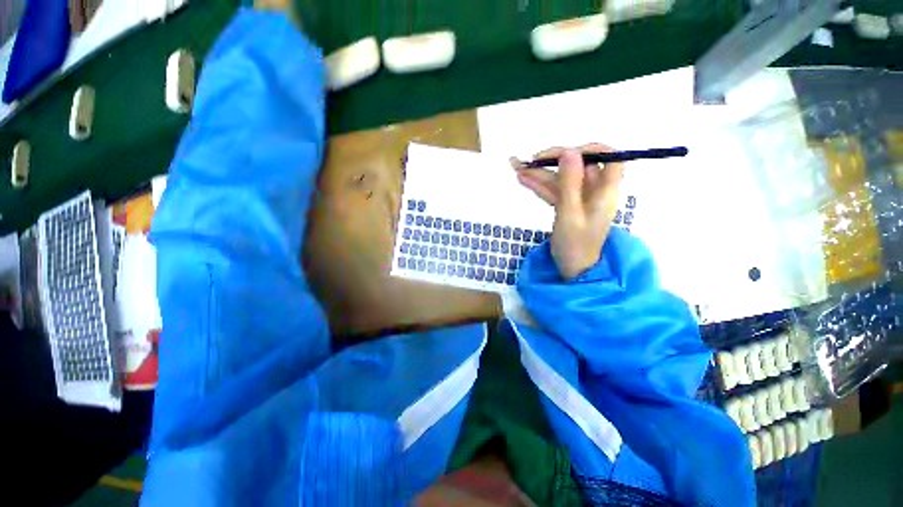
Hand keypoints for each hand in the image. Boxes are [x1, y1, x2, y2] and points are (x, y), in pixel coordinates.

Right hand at [510, 144, 623, 279]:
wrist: (572, 268)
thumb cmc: (575, 244)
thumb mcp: (570, 213)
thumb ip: (570, 182)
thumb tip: (569, 151)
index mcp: (605, 191)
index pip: (611, 158)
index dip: (592, 150)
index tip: (568, 152)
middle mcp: (594, 191)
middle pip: (577, 167)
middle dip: (553, 161)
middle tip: (529, 161)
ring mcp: (578, 199)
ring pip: (561, 179)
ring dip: (540, 174)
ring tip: (517, 167)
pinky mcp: (566, 206)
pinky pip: (553, 191)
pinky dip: (539, 186)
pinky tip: (523, 179)